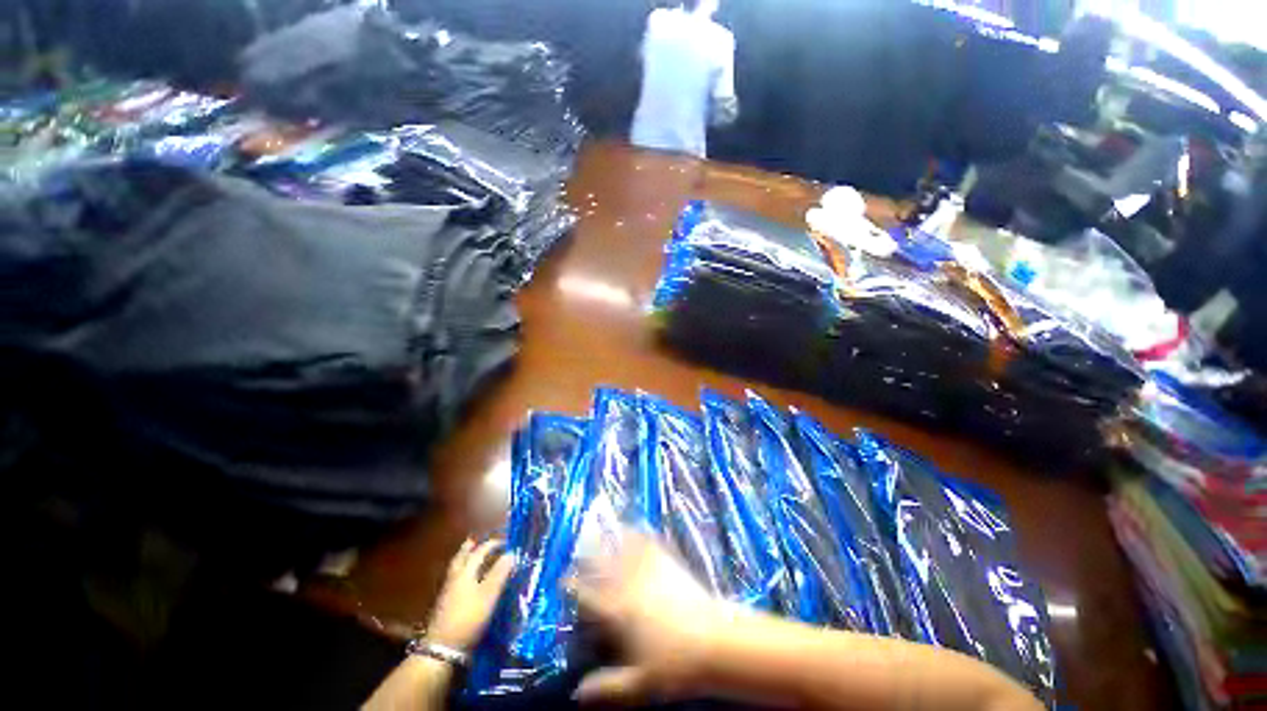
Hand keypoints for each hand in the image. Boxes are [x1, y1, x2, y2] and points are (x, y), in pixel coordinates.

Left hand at [426, 538, 513, 651]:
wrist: (442, 649)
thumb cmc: (468, 618)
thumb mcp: (489, 595)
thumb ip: (500, 573)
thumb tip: (512, 553)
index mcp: (465, 572)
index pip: (479, 552)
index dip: (492, 545)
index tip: (505, 542)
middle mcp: (455, 578)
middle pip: (461, 558)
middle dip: (469, 549)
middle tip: (474, 541)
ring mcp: (448, 593)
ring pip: (456, 569)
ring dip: (463, 560)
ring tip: (469, 556)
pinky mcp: (445, 606)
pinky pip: (454, 581)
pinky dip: (461, 574)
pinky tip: (466, 581)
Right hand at [571, 532, 733, 704]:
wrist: (714, 642)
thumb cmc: (675, 666)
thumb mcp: (638, 685)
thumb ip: (607, 687)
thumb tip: (576, 694)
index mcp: (619, 612)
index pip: (588, 595)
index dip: (572, 586)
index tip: (562, 580)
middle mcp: (629, 585)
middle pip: (601, 564)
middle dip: (586, 555)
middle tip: (577, 549)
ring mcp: (649, 570)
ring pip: (622, 548)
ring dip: (609, 537)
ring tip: (598, 527)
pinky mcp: (667, 562)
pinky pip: (649, 542)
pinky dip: (639, 532)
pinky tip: (635, 524)